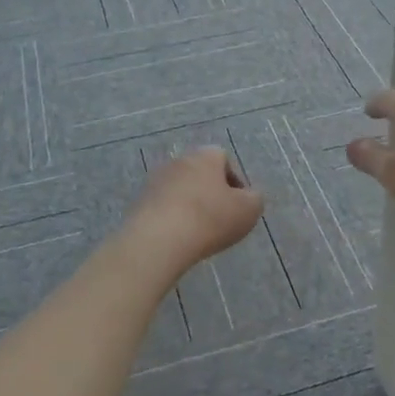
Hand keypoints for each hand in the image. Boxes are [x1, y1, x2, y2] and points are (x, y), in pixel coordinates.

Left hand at [127, 147, 264, 270]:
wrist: (158, 240)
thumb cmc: (210, 218)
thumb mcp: (249, 210)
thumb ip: (255, 198)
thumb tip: (248, 197)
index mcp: (205, 156)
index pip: (224, 159)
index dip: (235, 182)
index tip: (239, 206)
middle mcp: (178, 160)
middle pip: (201, 174)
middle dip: (212, 194)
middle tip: (220, 219)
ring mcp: (155, 180)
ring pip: (181, 190)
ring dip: (191, 206)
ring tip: (198, 232)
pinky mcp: (139, 202)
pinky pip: (164, 207)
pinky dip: (173, 219)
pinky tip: (179, 238)